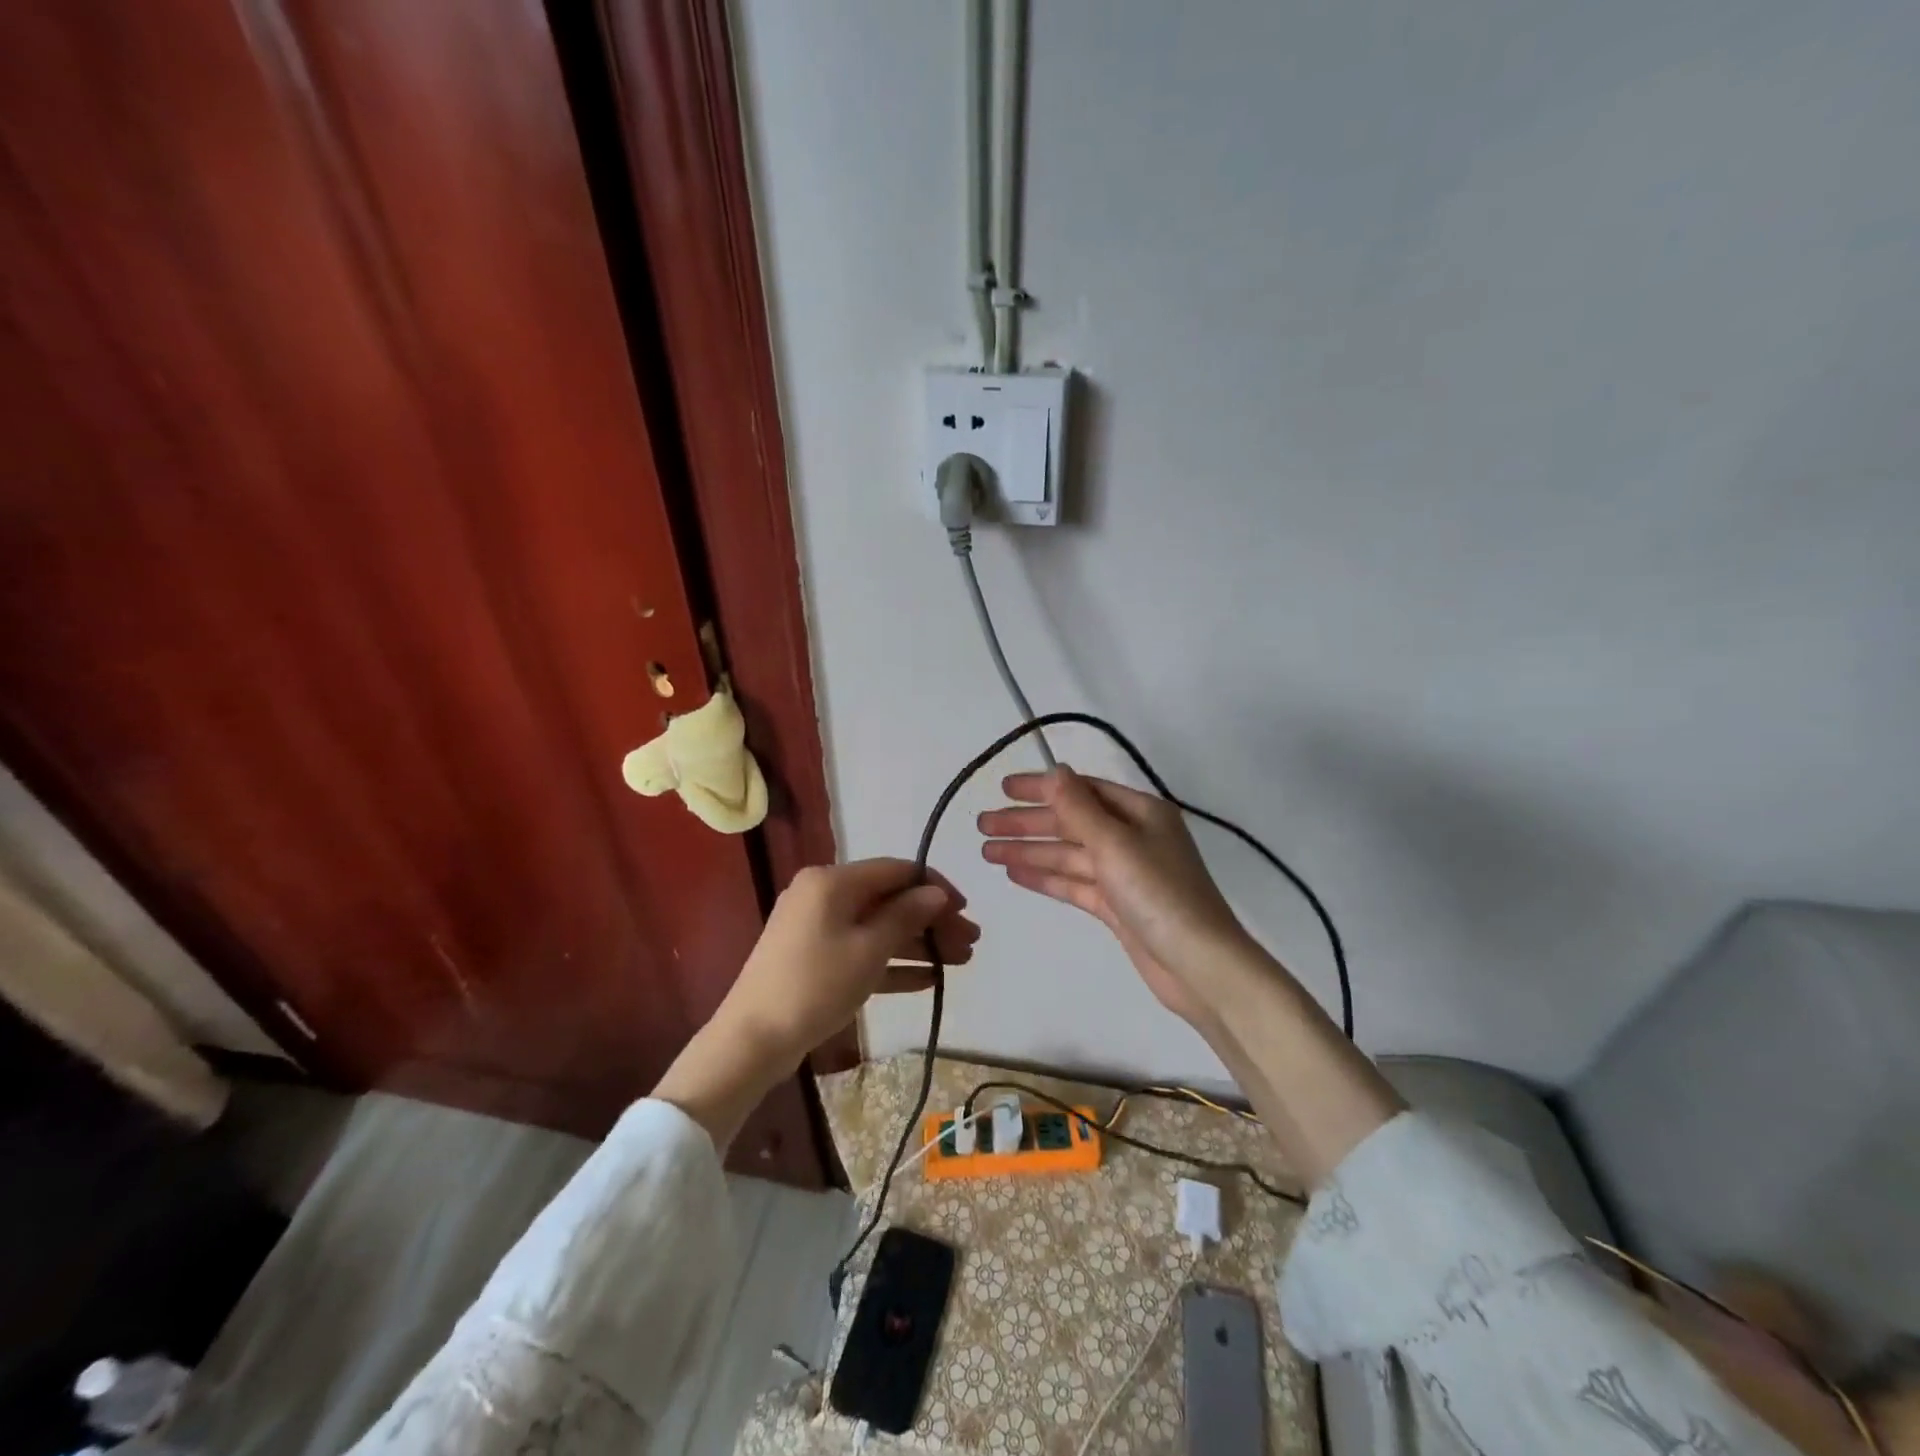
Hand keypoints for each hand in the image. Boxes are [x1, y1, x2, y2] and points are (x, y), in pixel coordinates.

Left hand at [715, 858, 978, 1070]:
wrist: (752, 1040)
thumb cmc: (815, 985)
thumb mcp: (869, 950)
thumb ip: (906, 916)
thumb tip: (937, 892)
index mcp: (833, 881)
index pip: (895, 870)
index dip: (934, 886)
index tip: (965, 909)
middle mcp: (824, 895)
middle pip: (889, 900)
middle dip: (931, 920)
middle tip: (970, 942)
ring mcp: (818, 928)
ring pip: (879, 927)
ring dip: (918, 943)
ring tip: (960, 962)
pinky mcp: (815, 958)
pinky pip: (861, 951)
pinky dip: (892, 962)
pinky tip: (928, 979)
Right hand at [979, 767, 1248, 1025]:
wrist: (1198, 966)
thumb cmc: (1159, 894)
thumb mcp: (1115, 843)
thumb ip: (1079, 808)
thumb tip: (1055, 770)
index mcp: (1140, 812)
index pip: (1082, 790)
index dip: (1041, 788)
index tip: (1003, 789)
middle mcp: (1132, 837)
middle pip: (1070, 823)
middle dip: (1027, 823)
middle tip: (982, 824)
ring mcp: (1124, 874)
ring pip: (1068, 855)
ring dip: (1029, 851)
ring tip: (986, 851)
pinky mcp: (1116, 906)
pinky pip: (1074, 883)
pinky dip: (1045, 877)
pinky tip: (1014, 873)